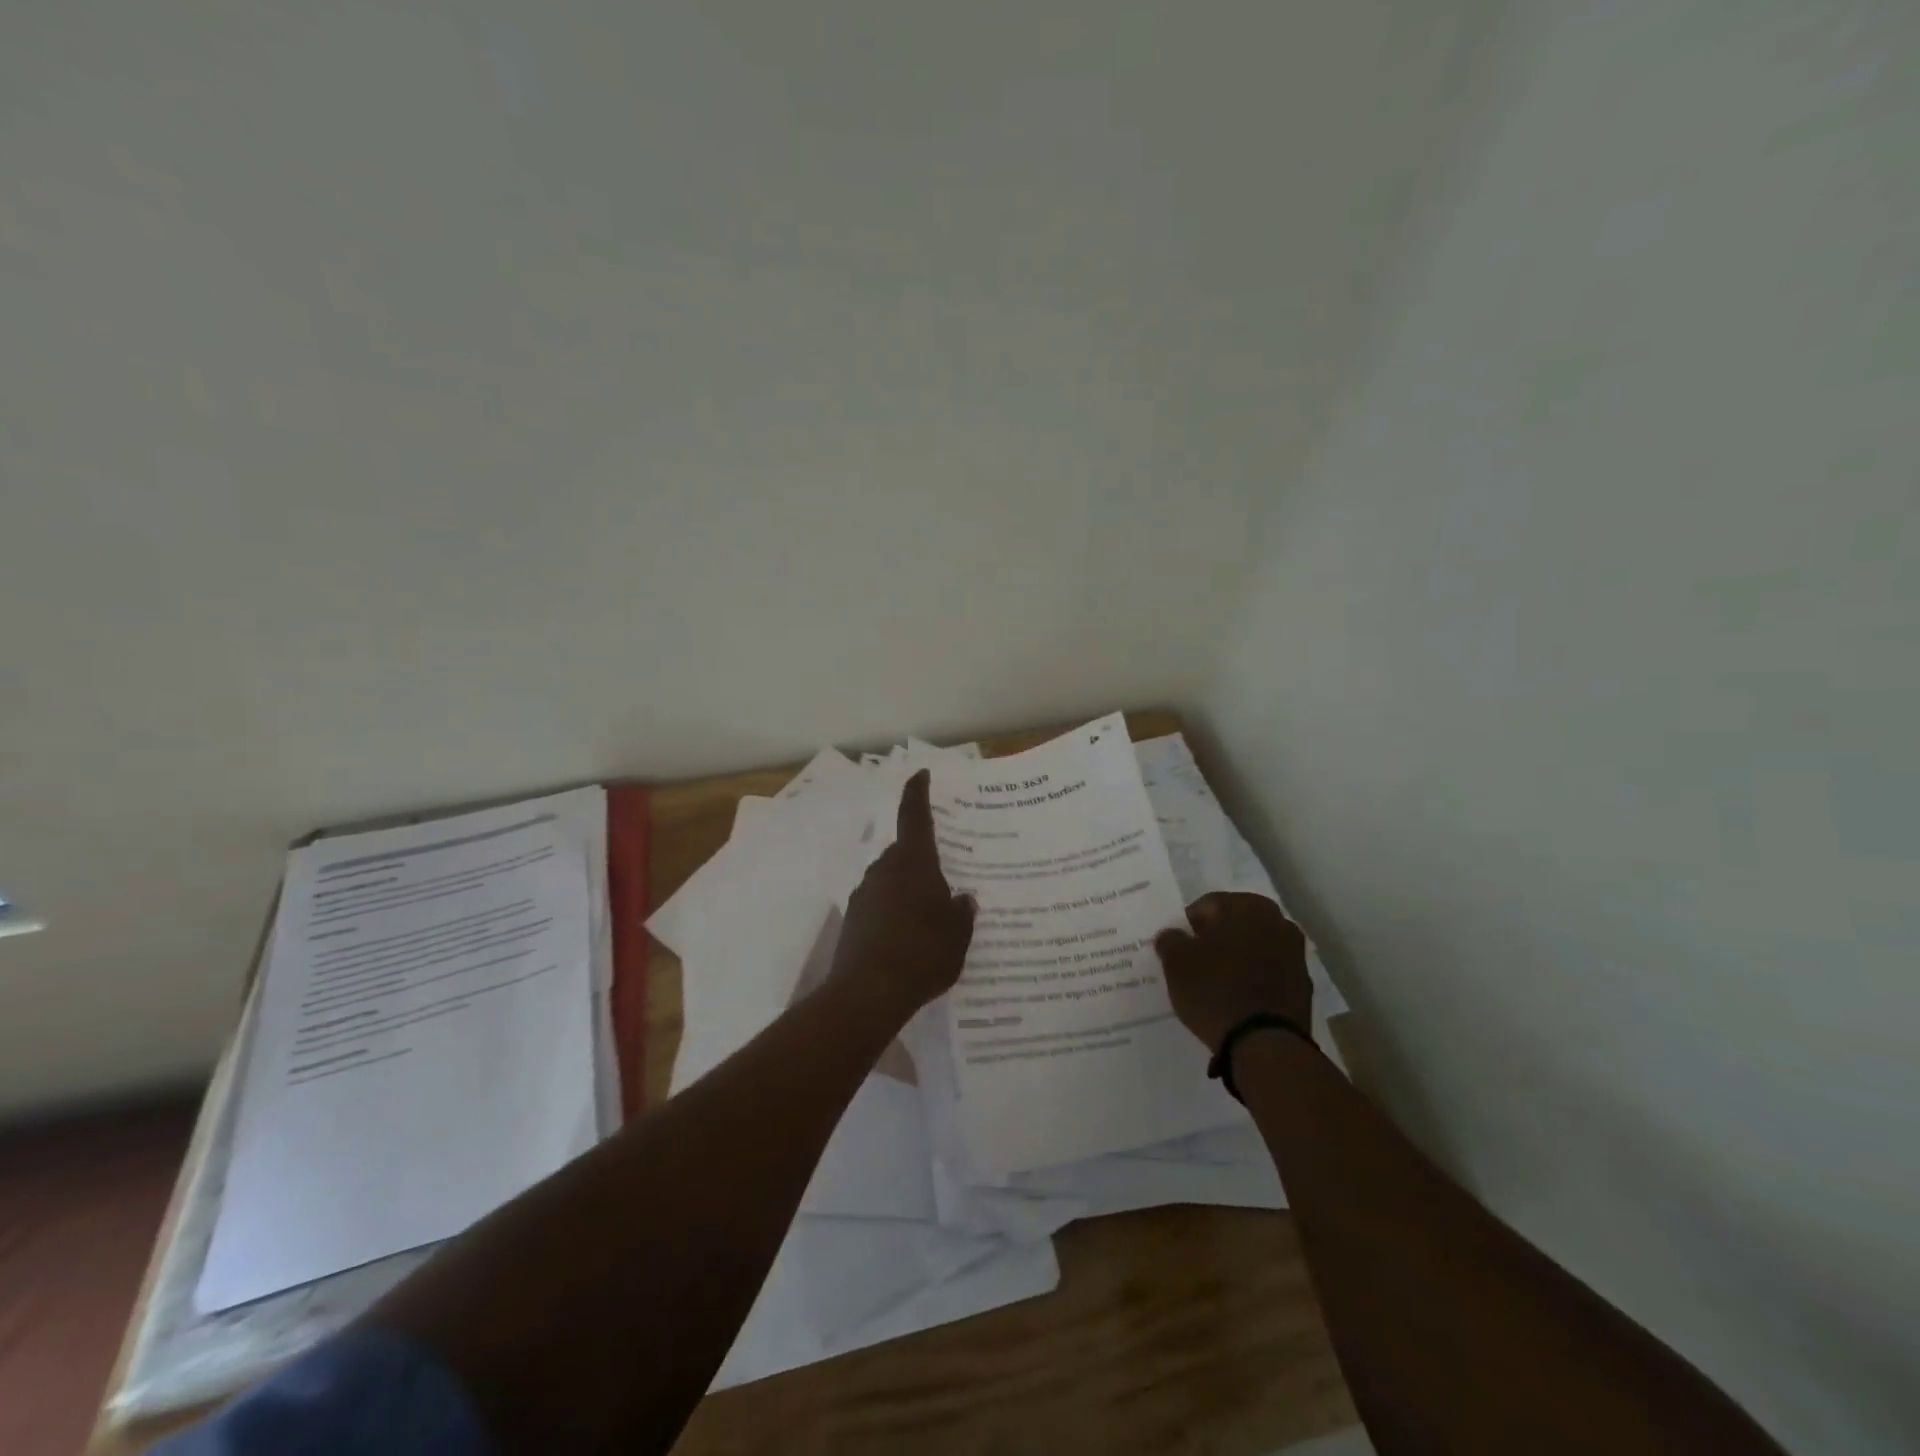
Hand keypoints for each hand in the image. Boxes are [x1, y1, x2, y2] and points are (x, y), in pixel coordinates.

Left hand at [829, 769, 976, 1023]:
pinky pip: (881, 904)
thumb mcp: (957, 935)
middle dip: (923, 860)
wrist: (867, 994)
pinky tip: (909, 937)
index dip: (918, 792)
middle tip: (947, 875)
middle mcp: (884, 870)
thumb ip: (962, 913)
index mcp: (913, 863)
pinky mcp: (854, 920)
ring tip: (931, 914)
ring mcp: (864, 894)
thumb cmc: (922, 953)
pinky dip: (895, 911)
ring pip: (891, 879)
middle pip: (905, 852)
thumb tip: (962, 900)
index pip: (914, 815)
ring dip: (908, 888)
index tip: (921, 774)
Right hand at [1154, 892, 1310, 1053]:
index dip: (1189, 925)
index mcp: (1248, 907)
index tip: (1178, 946)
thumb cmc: (1215, 990)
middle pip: (1236, 923)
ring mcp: (1296, 954)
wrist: (1264, 1044)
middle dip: (1216, 938)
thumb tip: (1172, 935)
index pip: (1208, 904)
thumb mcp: (1176, 962)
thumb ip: (1170, 941)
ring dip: (1238, 957)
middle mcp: (1278, 922)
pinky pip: (1270, 972)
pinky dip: (1255, 978)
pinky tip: (1238, 997)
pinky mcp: (1303, 986)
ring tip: (1217, 981)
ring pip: (1256, 947)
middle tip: (1196, 961)